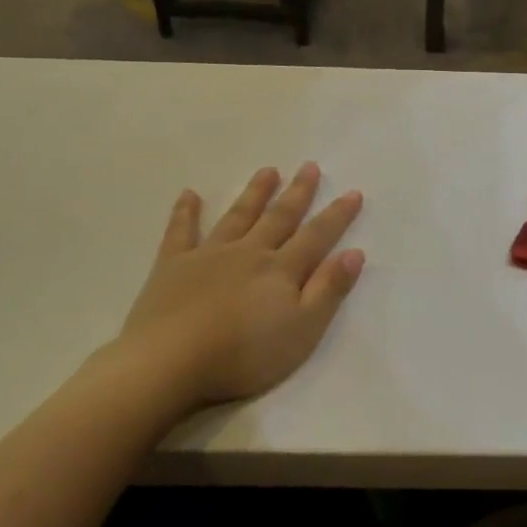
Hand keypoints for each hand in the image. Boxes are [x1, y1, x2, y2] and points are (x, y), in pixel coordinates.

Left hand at [104, 164, 364, 408]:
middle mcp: (248, 252)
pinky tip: (189, 194)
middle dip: (297, 193)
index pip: (316, 237)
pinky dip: (185, 211)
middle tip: (309, 166)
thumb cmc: (244, 354)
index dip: (337, 215)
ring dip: (254, 193)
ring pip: (237, 217)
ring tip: (267, 170)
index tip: (353, 192)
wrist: (172, 361)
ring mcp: (208, 255)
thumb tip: (354, 252)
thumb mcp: (302, 330)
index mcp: (281, 270)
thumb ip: (328, 290)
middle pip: (278, 218)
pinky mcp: (172, 265)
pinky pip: (181, 231)